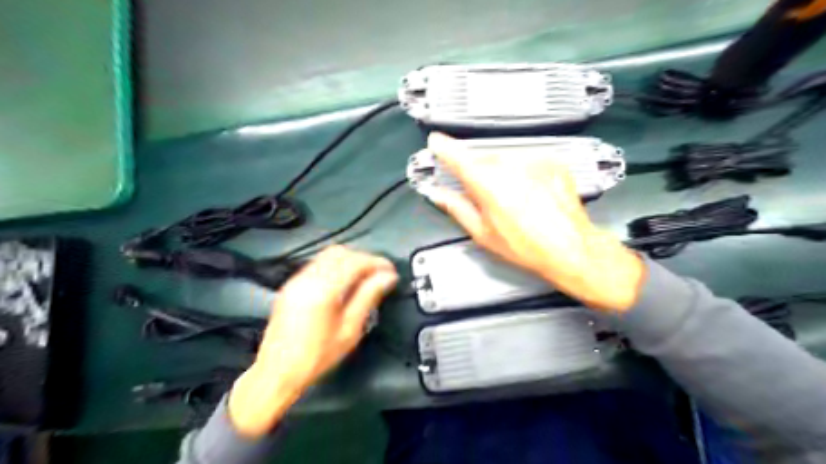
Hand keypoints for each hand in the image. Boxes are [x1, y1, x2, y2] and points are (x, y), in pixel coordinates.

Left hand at [227, 249, 398, 436]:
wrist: (277, 372)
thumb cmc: (317, 357)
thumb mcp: (349, 330)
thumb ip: (368, 297)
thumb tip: (387, 277)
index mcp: (323, 290)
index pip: (355, 262)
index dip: (377, 262)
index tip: (391, 271)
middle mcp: (307, 278)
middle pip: (341, 253)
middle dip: (363, 259)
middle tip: (378, 274)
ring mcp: (296, 280)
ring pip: (327, 256)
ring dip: (349, 261)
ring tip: (364, 278)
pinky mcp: (291, 285)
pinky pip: (317, 264)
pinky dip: (335, 267)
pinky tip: (344, 283)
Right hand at [426, 132, 643, 313]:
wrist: (570, 247)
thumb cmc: (527, 246)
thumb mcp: (483, 233)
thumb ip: (456, 207)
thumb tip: (438, 194)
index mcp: (487, 183)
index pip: (456, 156)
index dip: (443, 147)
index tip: (436, 142)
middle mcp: (509, 165)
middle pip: (482, 160)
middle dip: (478, 174)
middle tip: (487, 200)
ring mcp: (533, 160)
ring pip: (505, 160)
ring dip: (502, 174)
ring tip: (514, 202)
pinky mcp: (551, 161)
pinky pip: (527, 162)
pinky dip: (523, 174)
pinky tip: (529, 194)